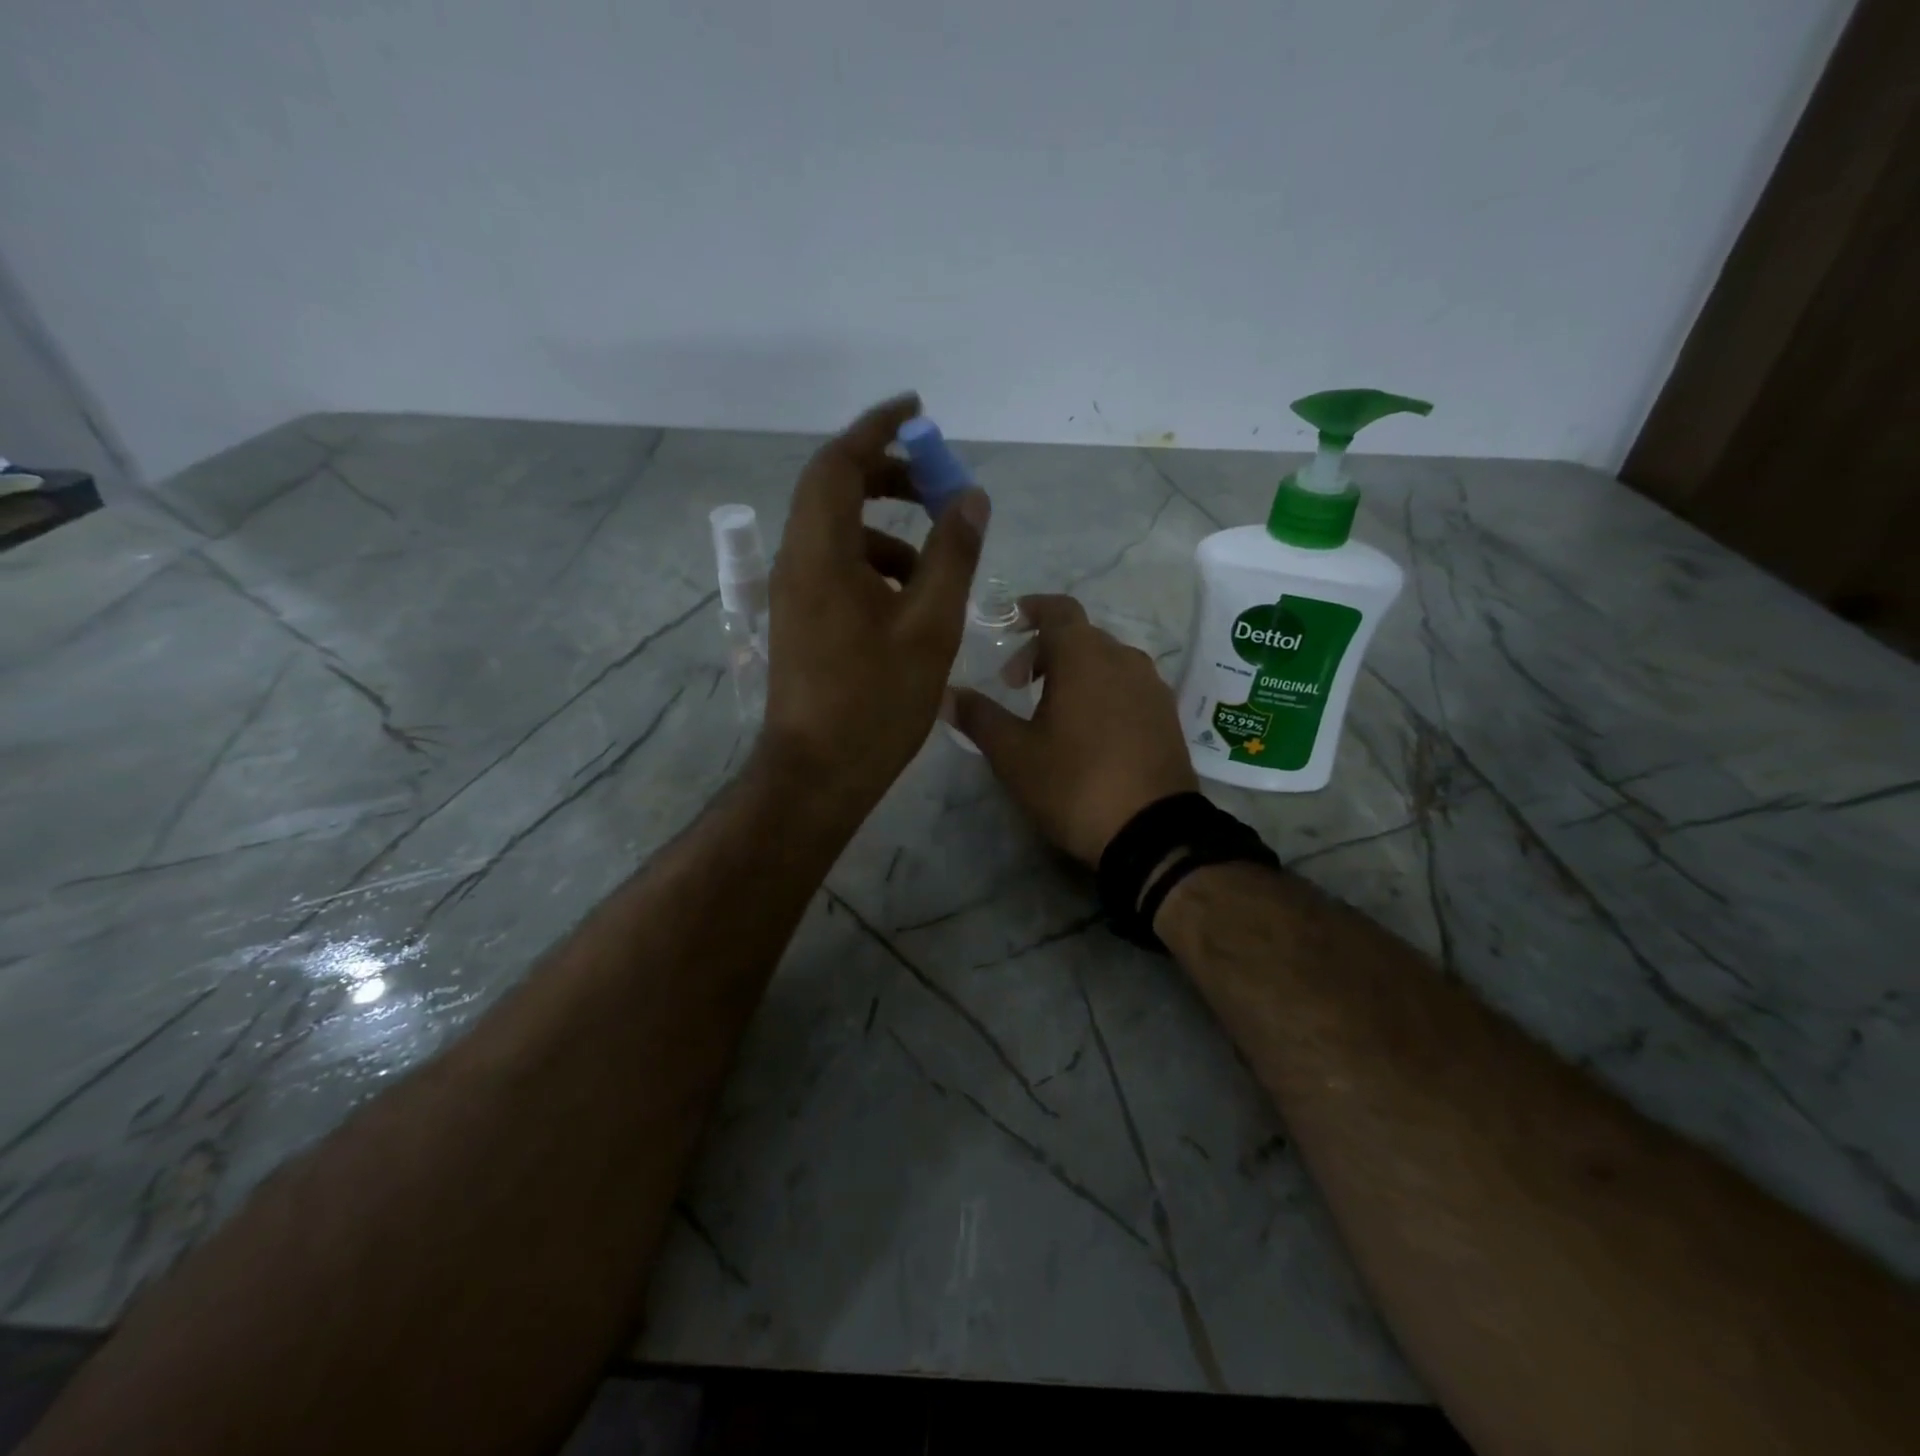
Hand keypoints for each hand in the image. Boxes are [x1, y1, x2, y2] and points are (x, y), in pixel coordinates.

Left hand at [761, 393, 989, 810]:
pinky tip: (910, 599)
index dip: (877, 428)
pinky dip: (874, 564)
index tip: (918, 412)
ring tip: (936, 558)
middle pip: (835, 491)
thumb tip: (970, 498)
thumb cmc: (876, 702)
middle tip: (937, 484)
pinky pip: (836, 567)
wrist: (818, 774)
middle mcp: (796, 561)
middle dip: (888, 477)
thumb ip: (952, 555)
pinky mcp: (801, 620)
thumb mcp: (929, 626)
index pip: (840, 462)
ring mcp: (794, 593)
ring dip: (886, 529)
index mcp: (821, 553)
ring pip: (838, 533)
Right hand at [949, 594, 1196, 863]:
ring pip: (1106, 661)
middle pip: (1080, 635)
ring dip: (1075, 672)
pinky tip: (1089, 731)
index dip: (1030, 610)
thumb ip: (978, 717)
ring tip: (1052, 710)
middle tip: (1017, 685)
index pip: (1057, 609)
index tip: (1008, 626)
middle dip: (1045, 650)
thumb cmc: (1075, 783)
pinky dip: (1102, 691)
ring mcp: (1152, 687)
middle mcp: (1124, 658)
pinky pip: (1128, 686)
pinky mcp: (1167, 715)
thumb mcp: (1014, 755)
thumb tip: (945, 693)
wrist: (1152, 832)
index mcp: (1085, 656)